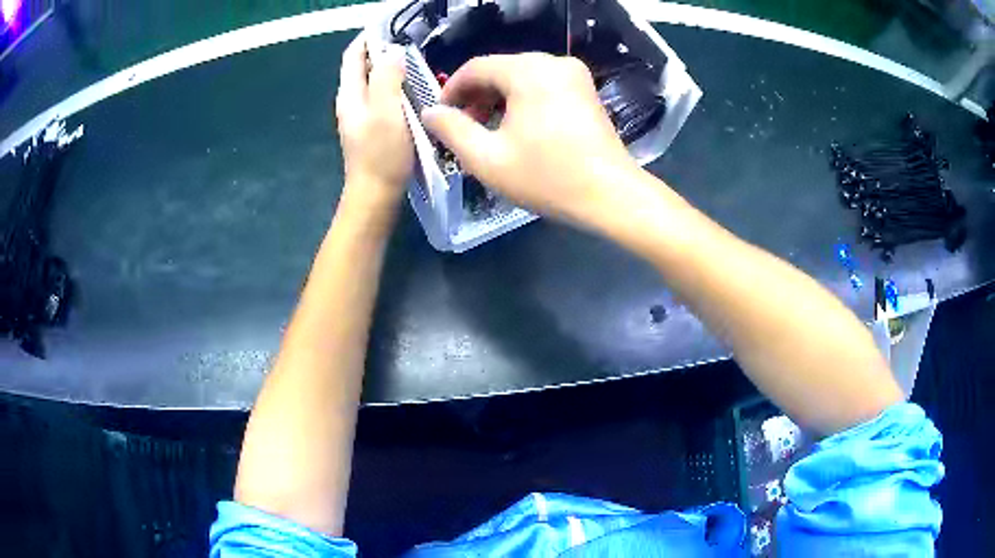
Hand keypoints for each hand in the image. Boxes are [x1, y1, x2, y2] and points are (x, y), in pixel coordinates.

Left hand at [335, 35, 413, 212]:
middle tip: (411, 43)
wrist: (375, 196)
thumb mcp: (387, 111)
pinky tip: (413, 91)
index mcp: (350, 94)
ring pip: (374, 83)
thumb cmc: (381, 154)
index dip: (369, 37)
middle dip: (383, 50)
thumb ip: (387, 78)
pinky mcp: (372, 128)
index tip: (391, 26)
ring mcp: (361, 116)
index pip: (353, 55)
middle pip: (363, 67)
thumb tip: (393, 52)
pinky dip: (395, 88)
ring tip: (416, 62)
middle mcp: (351, 102)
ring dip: (391, 69)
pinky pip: (382, 98)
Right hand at [421, 53, 645, 229]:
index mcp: (529, 71)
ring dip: (497, 101)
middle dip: (476, 97)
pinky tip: (516, 129)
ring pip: (520, 78)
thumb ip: (451, 129)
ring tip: (486, 133)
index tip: (439, 117)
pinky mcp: (585, 90)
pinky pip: (542, 86)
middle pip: (499, 70)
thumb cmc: (547, 177)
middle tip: (462, 129)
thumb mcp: (487, 158)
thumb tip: (429, 112)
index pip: (475, 67)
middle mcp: (553, 62)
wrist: (611, 196)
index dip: (451, 90)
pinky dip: (522, 102)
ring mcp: (574, 74)